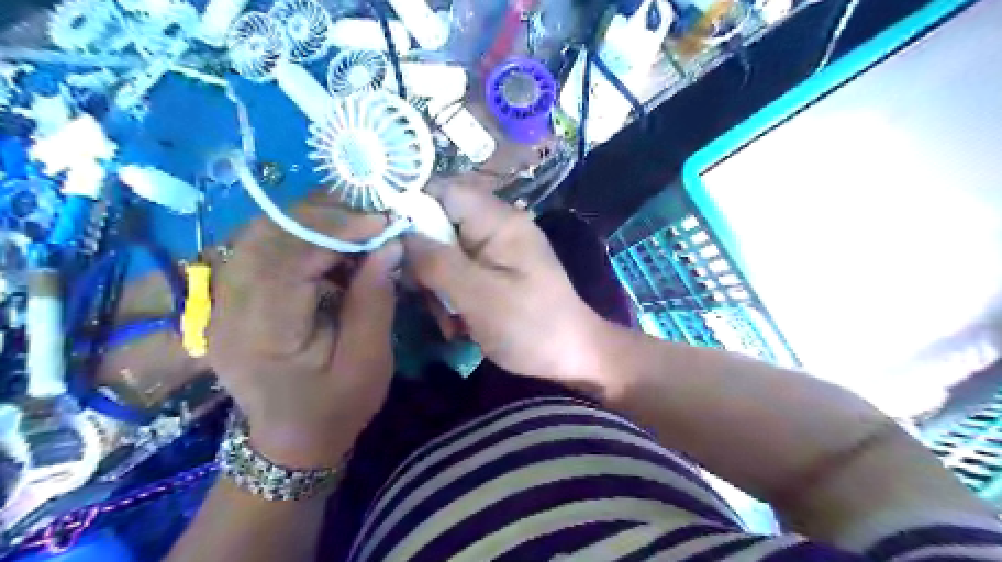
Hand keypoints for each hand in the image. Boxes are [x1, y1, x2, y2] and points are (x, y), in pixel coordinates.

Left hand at [208, 201, 399, 468]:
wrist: (291, 440)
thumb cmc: (336, 406)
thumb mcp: (368, 360)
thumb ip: (375, 300)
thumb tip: (389, 245)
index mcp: (263, 332)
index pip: (290, 257)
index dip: (337, 231)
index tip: (382, 223)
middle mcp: (228, 309)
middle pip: (267, 235)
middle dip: (325, 218)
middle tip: (372, 222)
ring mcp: (222, 301)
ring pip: (262, 234)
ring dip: (314, 225)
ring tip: (356, 232)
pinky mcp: (230, 297)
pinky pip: (262, 248)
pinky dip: (301, 238)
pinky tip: (332, 249)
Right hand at [403, 179, 606, 386]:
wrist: (573, 358)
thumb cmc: (530, 326)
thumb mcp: (478, 296)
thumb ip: (437, 262)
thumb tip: (400, 233)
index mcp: (499, 221)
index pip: (445, 190)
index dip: (412, 207)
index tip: (387, 239)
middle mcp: (497, 229)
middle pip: (440, 225)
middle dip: (425, 263)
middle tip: (426, 297)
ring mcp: (497, 253)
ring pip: (446, 255)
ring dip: (438, 288)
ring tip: (451, 321)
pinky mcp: (496, 275)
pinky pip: (460, 275)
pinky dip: (453, 299)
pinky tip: (461, 326)